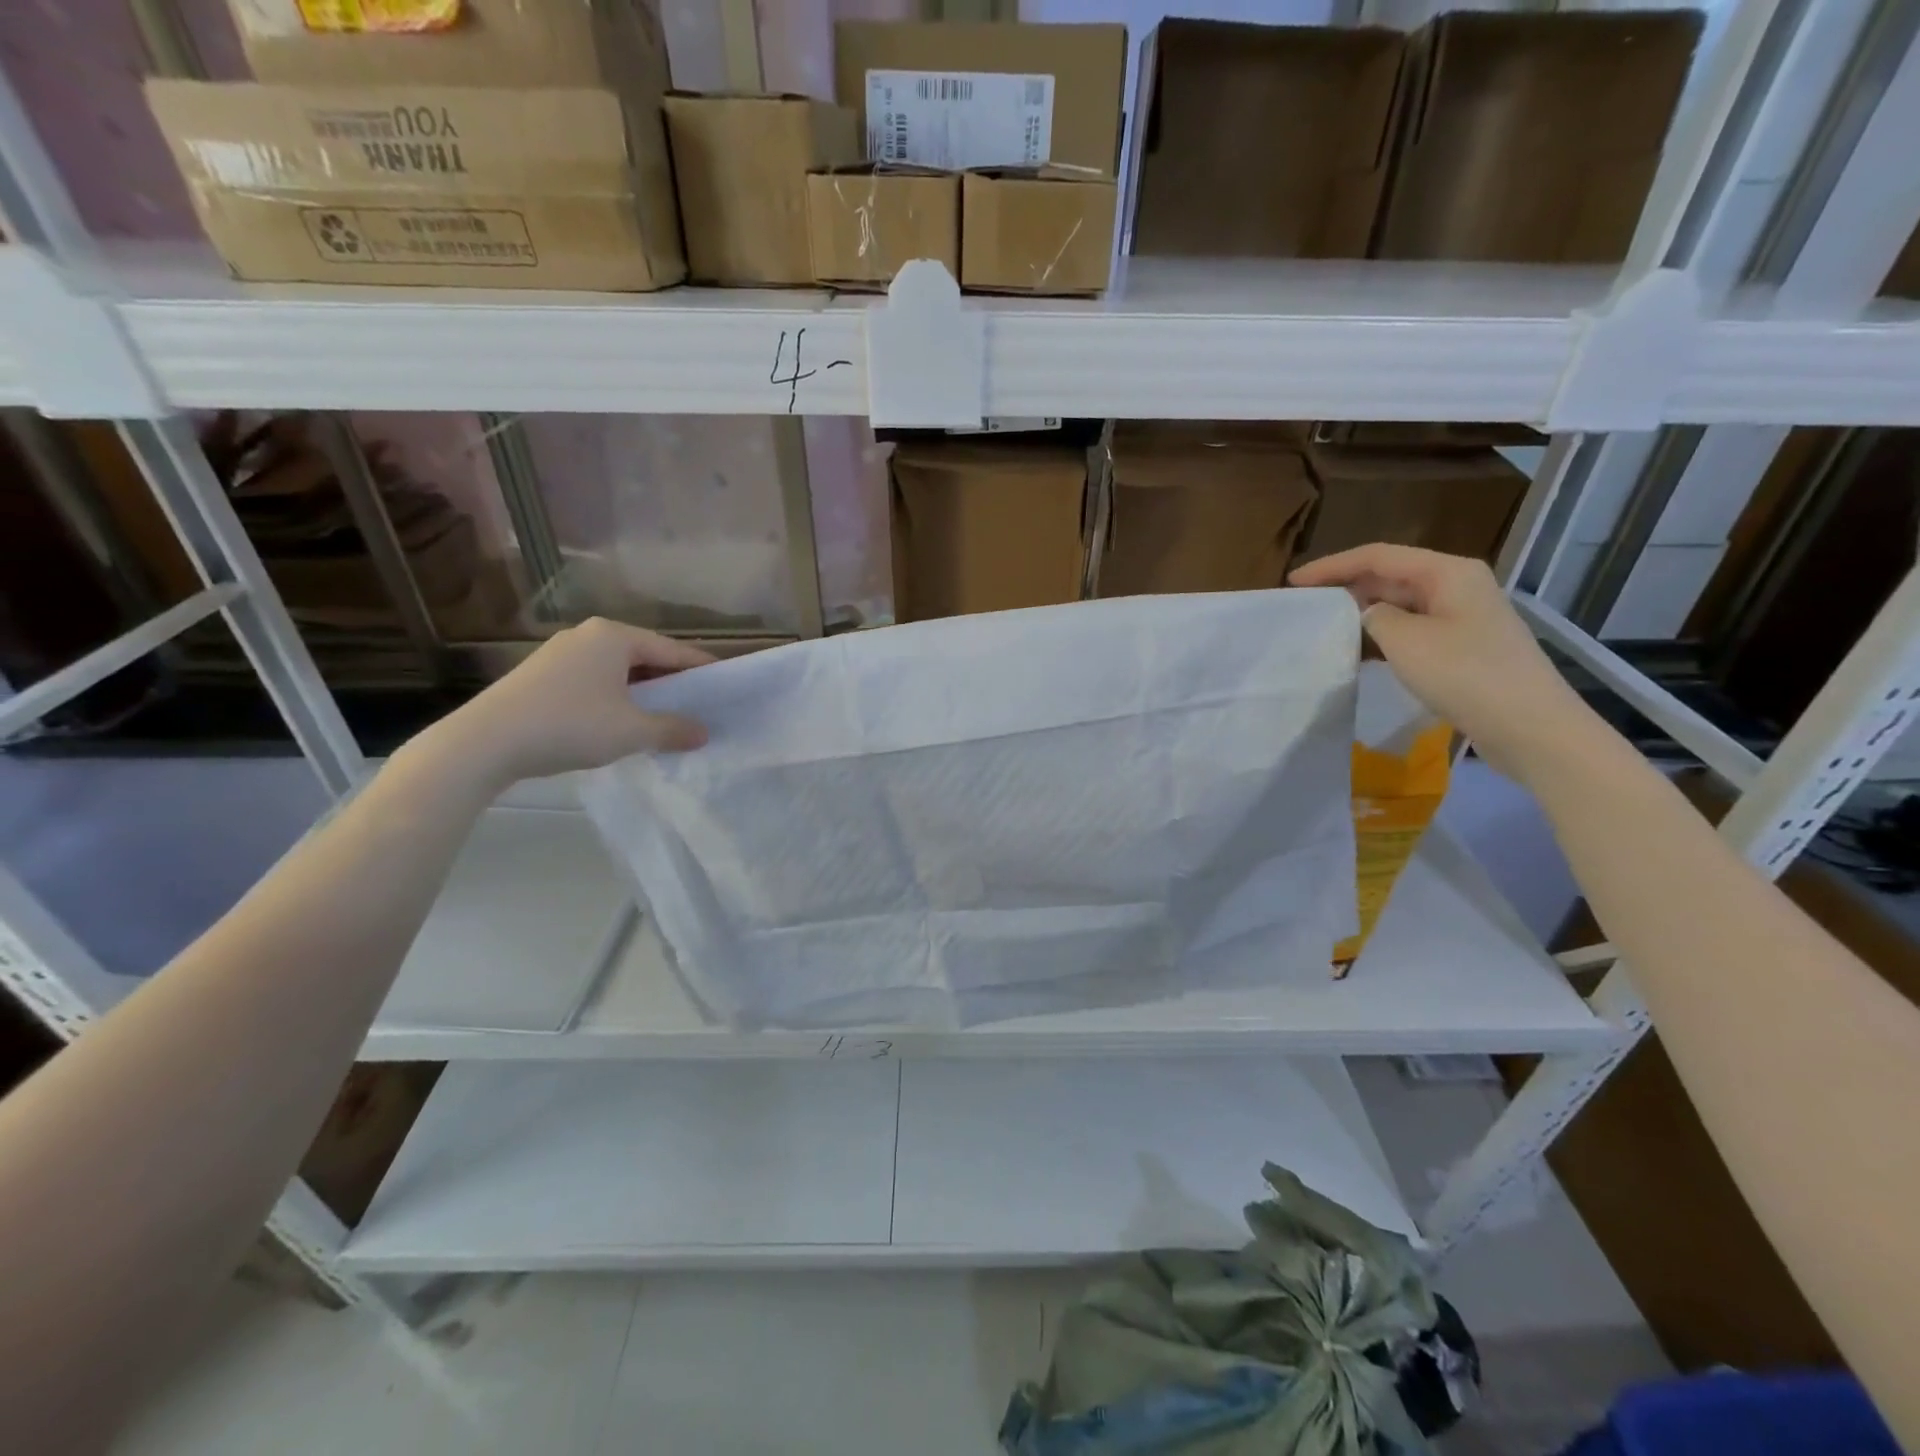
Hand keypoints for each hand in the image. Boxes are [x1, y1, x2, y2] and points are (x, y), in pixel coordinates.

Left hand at [428, 618, 713, 790]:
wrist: (484, 743)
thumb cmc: (570, 726)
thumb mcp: (632, 731)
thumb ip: (674, 729)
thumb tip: (703, 732)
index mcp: (615, 636)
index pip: (672, 651)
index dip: (701, 671)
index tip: (724, 686)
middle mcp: (587, 635)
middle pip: (644, 657)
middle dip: (671, 683)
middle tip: (697, 706)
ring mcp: (559, 653)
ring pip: (617, 670)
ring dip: (642, 693)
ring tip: (662, 718)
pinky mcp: (539, 675)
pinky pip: (593, 681)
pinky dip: (614, 697)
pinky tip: (618, 722)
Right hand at [1290, 545, 1594, 779]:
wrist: (1530, 726)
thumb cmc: (1466, 675)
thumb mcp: (1406, 641)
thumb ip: (1375, 618)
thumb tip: (1368, 614)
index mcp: (1447, 572)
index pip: (1378, 556)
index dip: (1332, 565)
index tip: (1293, 582)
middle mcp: (1457, 585)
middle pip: (1391, 576)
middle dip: (1346, 587)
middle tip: (1305, 605)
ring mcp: (1463, 617)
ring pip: (1401, 605)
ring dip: (1362, 614)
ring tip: (1324, 627)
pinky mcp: (1463, 647)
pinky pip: (1413, 630)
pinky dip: (1382, 636)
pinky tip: (1358, 652)